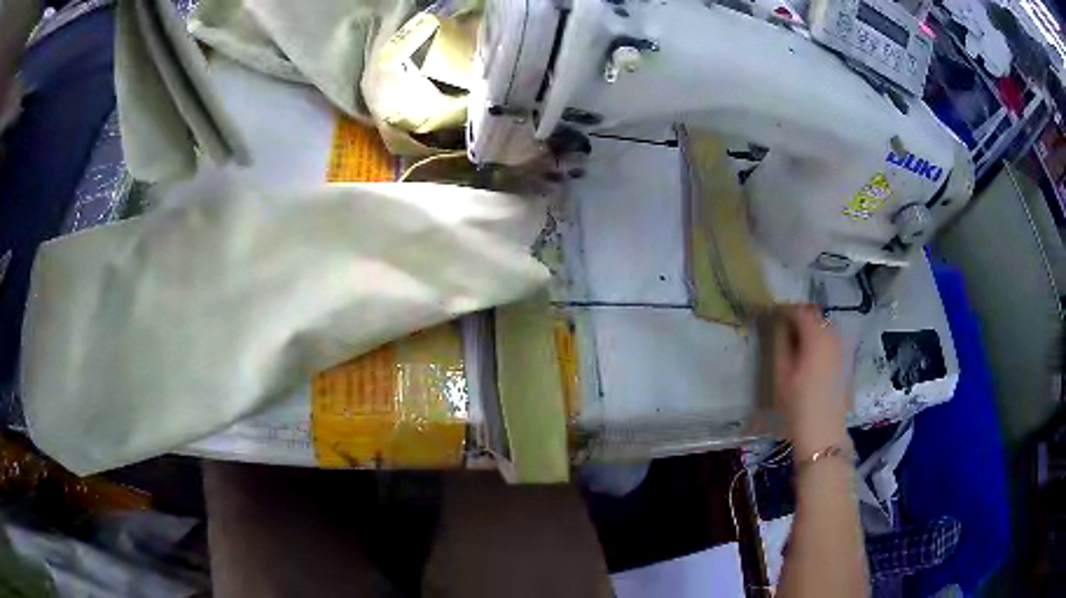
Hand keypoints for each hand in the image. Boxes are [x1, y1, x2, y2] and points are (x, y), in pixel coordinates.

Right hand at [770, 305, 850, 456]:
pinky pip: (834, 340)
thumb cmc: (798, 405)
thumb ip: (780, 343)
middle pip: (816, 315)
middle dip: (800, 318)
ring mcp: (844, 347)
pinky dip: (822, 341)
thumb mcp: (781, 374)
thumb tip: (778, 323)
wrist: (824, 434)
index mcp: (816, 336)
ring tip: (798, 345)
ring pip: (826, 327)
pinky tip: (813, 358)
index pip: (799, 311)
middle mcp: (834, 335)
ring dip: (812, 329)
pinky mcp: (848, 360)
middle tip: (783, 331)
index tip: (772, 316)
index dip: (784, 310)